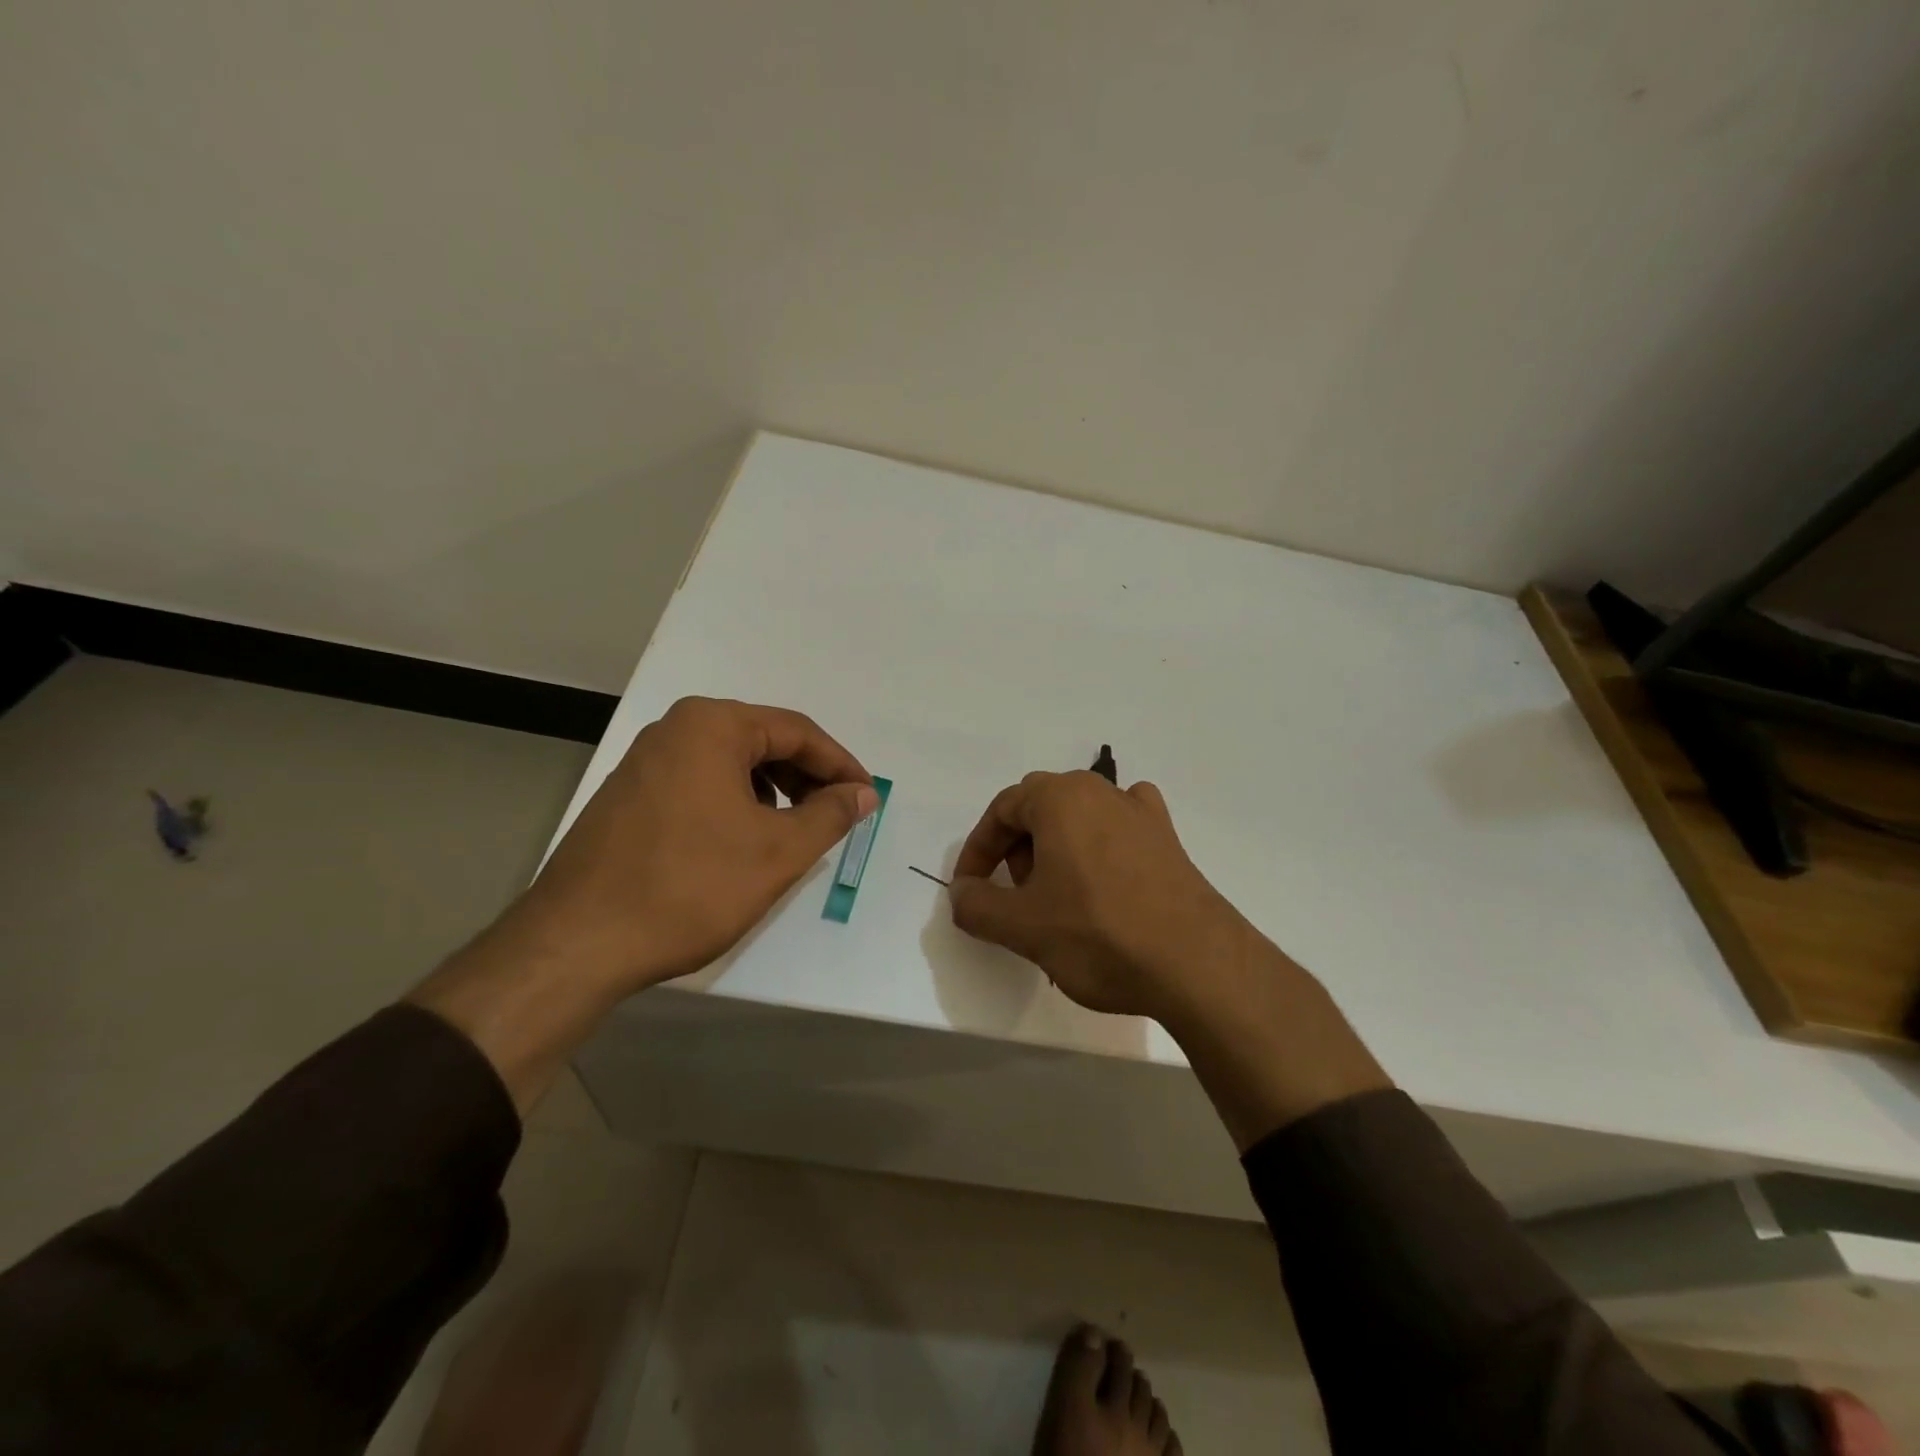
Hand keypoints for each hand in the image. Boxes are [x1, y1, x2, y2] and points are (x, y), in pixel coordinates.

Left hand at [519, 697, 876, 993]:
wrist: (578, 942)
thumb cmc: (690, 887)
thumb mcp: (778, 851)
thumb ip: (830, 814)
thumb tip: (863, 793)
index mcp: (712, 726)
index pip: (797, 732)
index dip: (840, 765)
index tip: (868, 798)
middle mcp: (675, 729)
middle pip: (763, 742)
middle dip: (807, 778)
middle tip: (838, 815)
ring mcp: (645, 761)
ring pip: (731, 764)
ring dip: (774, 791)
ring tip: (796, 831)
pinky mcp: (629, 795)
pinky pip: (701, 783)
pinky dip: (736, 803)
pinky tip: (745, 840)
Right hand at [948, 770, 1250, 1019]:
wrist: (1197, 964)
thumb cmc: (1098, 934)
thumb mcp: (1022, 926)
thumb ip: (976, 905)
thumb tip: (960, 892)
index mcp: (1061, 797)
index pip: (1002, 810)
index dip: (978, 851)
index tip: (971, 890)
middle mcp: (1101, 791)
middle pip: (1039, 808)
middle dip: (1017, 849)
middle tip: (1018, 896)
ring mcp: (1141, 813)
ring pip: (1079, 818)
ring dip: (1055, 850)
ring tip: (1058, 901)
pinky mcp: (1168, 839)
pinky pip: (1120, 829)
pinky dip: (1100, 847)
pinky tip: (1104, 879)